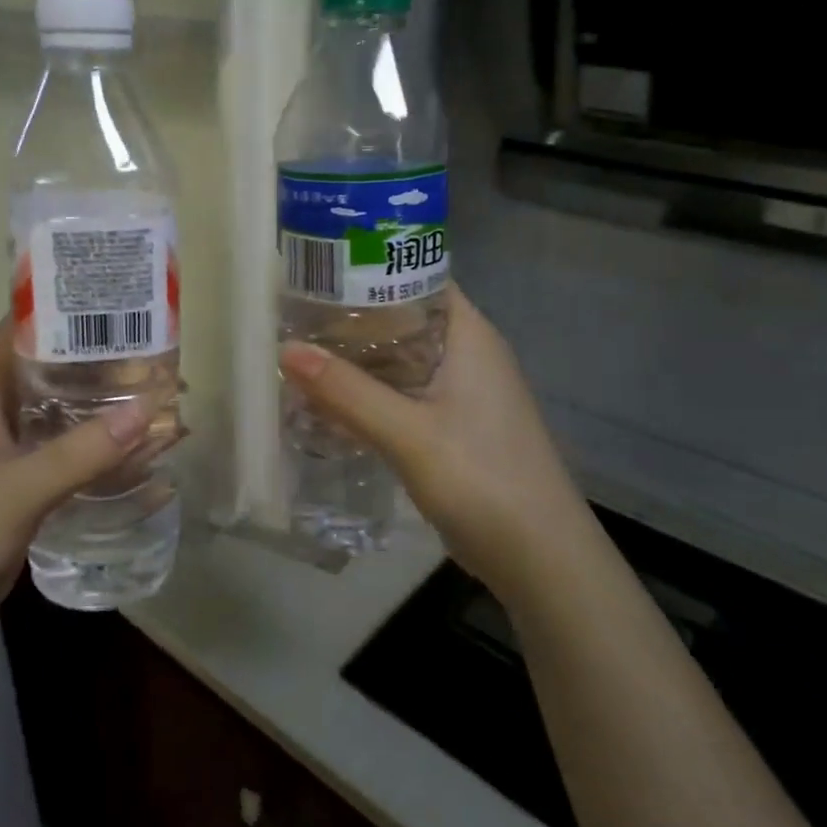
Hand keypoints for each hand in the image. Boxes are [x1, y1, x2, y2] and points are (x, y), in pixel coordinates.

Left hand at [0, 320, 166, 646]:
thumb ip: (81, 453)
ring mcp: (10, 458)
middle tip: (157, 357)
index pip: (18, 335)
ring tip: (162, 405)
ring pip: (65, 423)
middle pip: (53, 378)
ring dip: (107, 416)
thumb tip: (148, 409)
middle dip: (100, 368)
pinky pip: (69, 463)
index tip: (110, 300)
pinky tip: (142, 460)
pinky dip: (102, 458)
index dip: (58, 312)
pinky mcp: (23, 493)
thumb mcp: (18, 490)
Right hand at [279, 285, 598, 599]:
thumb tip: (285, 349)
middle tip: (294, 315)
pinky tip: (329, 404)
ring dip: (357, 360)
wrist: (541, 559)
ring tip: (301, 354)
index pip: (418, 276)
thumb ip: (347, 392)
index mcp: (468, 336)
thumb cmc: (483, 479)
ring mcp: (462, 394)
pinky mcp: (453, 428)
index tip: (318, 270)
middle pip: (402, 318)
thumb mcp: (408, 434)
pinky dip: (369, 394)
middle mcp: (467, 355)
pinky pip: (402, 396)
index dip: (370, 267)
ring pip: (399, 360)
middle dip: (351, 317)